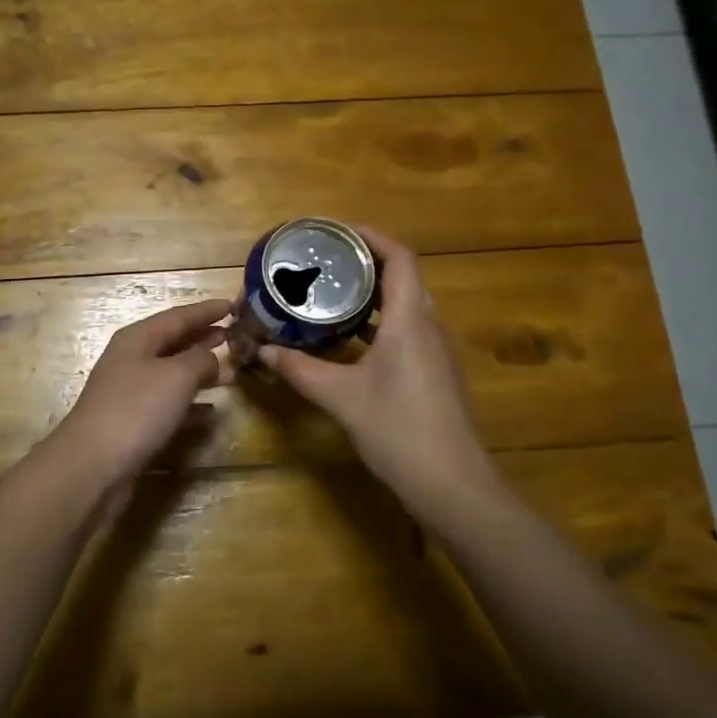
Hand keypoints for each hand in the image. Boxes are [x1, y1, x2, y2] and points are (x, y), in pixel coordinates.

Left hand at [41, 298, 234, 493]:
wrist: (93, 465)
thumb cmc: (136, 409)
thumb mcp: (177, 376)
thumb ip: (201, 359)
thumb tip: (214, 356)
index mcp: (138, 338)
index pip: (178, 316)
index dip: (206, 310)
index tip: (233, 305)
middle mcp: (131, 359)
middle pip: (173, 342)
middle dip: (203, 338)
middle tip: (234, 336)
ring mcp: (130, 392)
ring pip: (172, 373)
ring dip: (200, 371)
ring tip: (230, 374)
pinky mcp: (132, 422)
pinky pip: (168, 404)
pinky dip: (191, 403)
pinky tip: (211, 412)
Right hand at [258, 228, 495, 515]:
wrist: (454, 485)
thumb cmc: (399, 430)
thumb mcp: (341, 398)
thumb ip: (301, 370)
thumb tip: (263, 351)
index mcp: (410, 320)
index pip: (399, 258)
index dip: (372, 237)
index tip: (337, 232)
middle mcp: (429, 326)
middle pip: (403, 277)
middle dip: (366, 263)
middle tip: (326, 261)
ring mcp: (436, 351)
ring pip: (406, 305)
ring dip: (373, 294)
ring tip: (332, 292)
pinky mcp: (435, 373)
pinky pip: (407, 330)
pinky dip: (380, 322)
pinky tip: (351, 339)